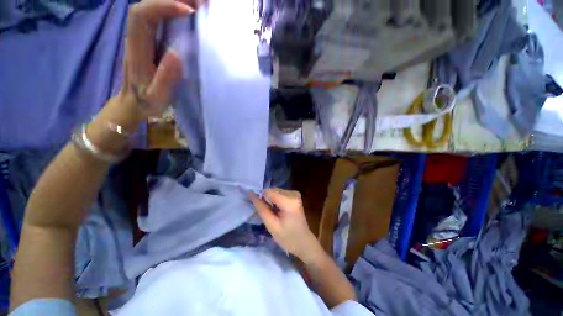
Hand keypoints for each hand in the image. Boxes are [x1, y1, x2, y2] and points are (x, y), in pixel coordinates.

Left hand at [121, 0, 202, 120]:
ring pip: (155, 7)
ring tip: (201, 4)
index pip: (143, 14)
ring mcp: (144, 36)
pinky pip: (161, 16)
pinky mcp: (152, 39)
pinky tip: (191, 12)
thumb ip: (165, 78)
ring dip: (177, 0)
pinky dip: (176, 10)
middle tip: (202, 1)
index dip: (163, 6)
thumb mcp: (156, 96)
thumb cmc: (146, 102)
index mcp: (137, 47)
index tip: (189, 11)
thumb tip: (177, 54)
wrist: (133, 102)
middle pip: (149, 3)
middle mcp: (138, 35)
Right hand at [249, 189, 321, 261]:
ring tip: (276, 214)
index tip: (262, 210)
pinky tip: (280, 210)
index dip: (261, 199)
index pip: (268, 192)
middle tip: (271, 215)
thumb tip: (250, 193)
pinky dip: (277, 201)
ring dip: (272, 201)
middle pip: (272, 191)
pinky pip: (280, 193)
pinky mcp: (295, 195)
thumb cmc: (287, 237)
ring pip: (275, 191)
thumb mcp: (271, 225)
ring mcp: (295, 193)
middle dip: (268, 201)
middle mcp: (293, 193)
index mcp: (289, 201)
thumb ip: (261, 208)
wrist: (304, 242)